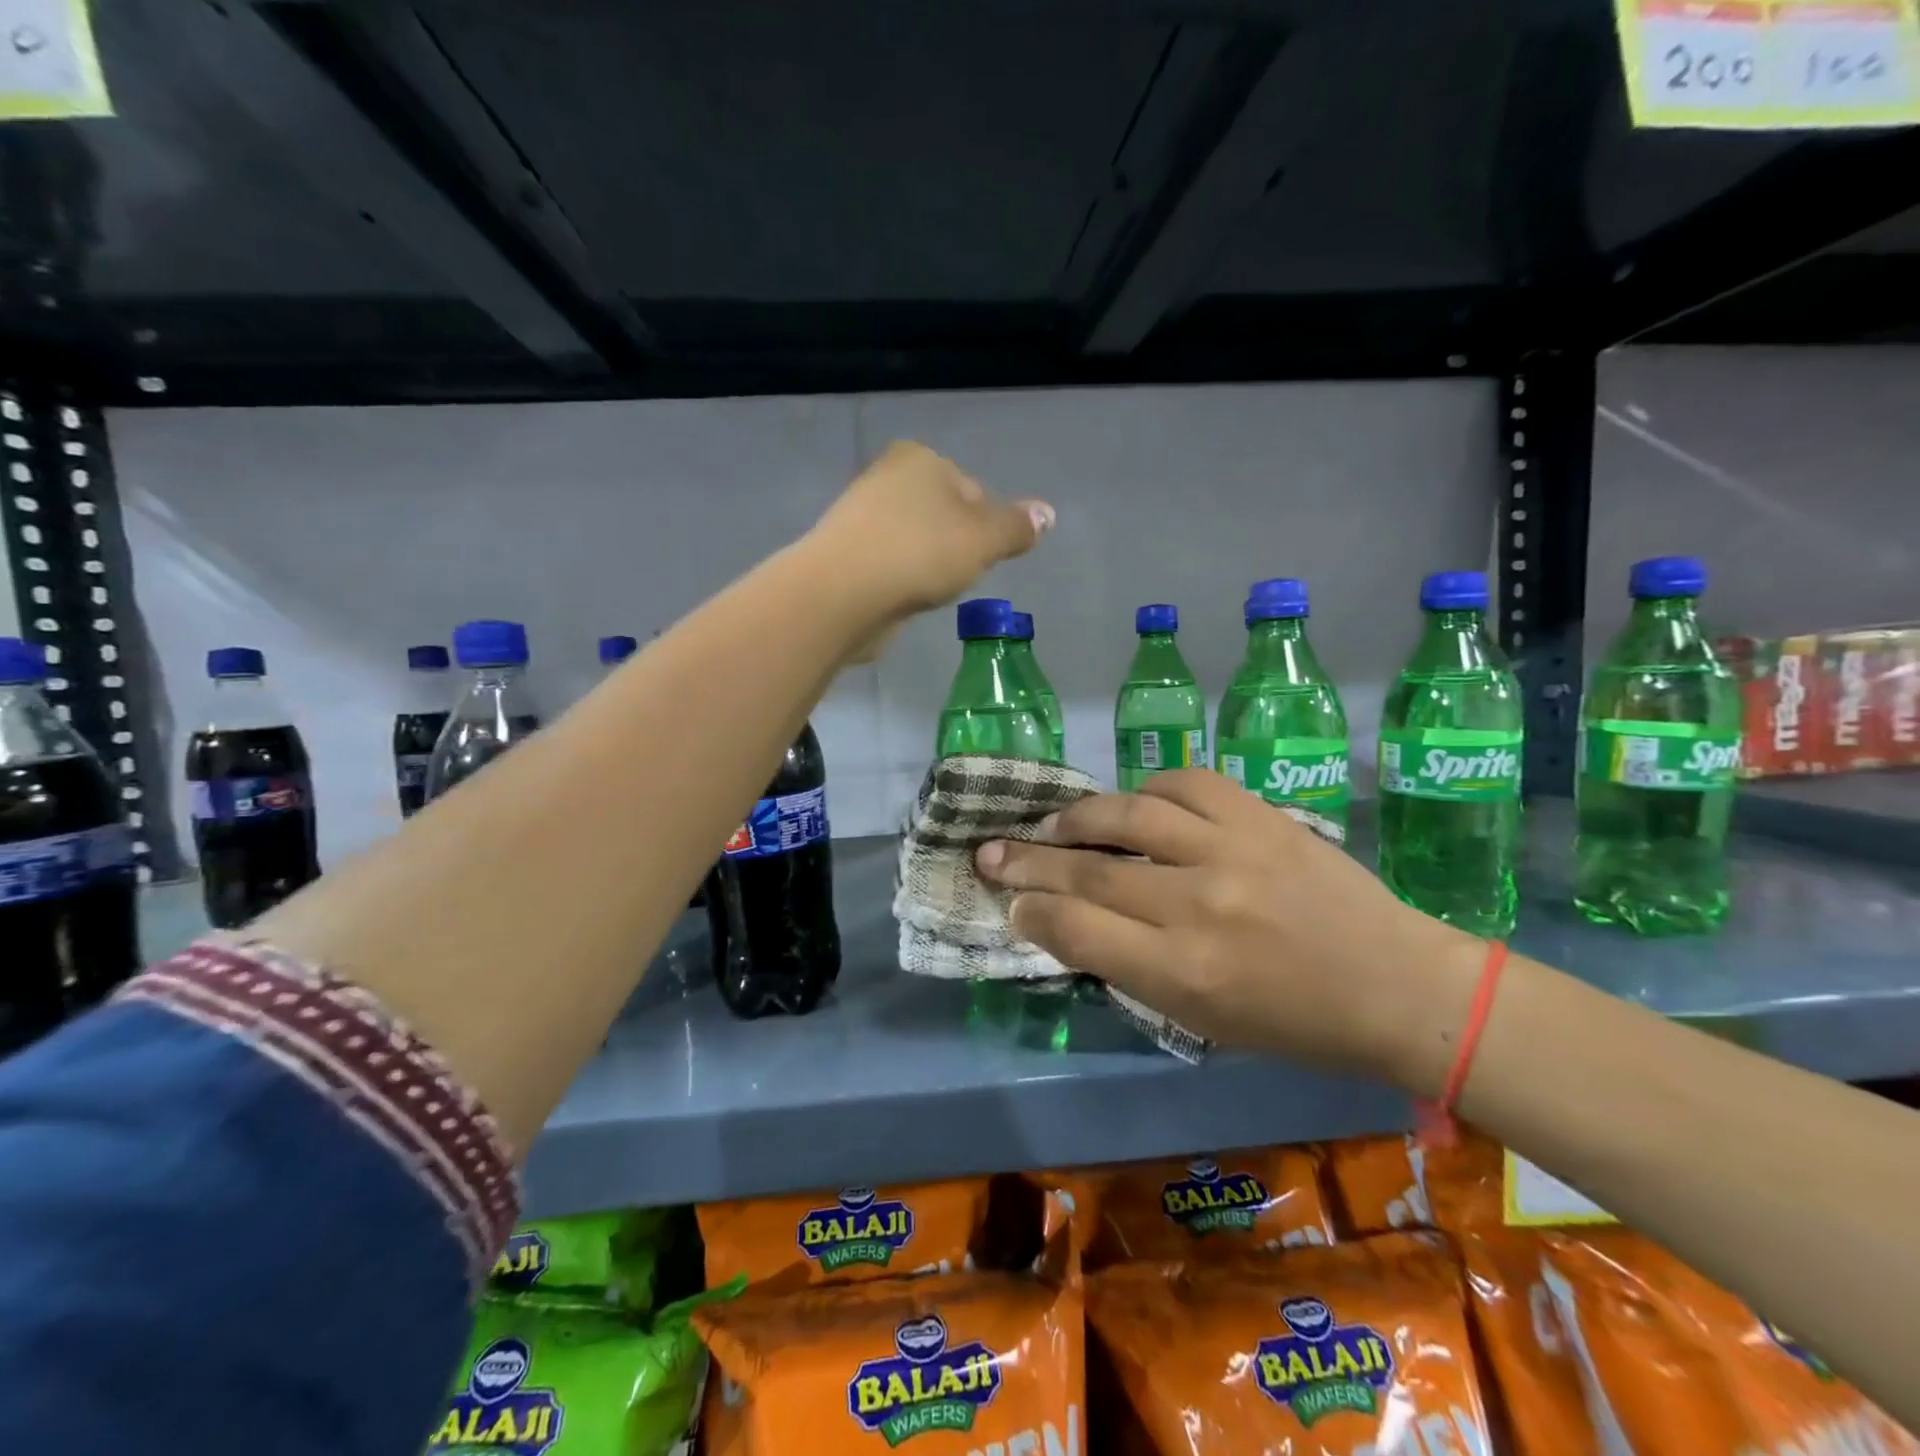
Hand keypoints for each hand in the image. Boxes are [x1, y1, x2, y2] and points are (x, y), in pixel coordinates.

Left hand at [805, 442, 1052, 645]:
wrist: (843, 593)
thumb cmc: (921, 553)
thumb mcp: (984, 539)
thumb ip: (1017, 527)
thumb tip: (1048, 513)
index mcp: (920, 458)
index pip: (972, 489)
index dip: (987, 526)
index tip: (983, 557)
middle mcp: (887, 477)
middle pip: (942, 514)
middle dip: (956, 545)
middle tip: (957, 576)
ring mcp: (860, 516)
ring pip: (915, 540)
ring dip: (928, 564)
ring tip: (929, 590)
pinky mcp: (844, 554)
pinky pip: (890, 564)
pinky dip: (902, 579)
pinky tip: (903, 598)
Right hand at [973, 769, 1482, 1090]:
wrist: (1397, 985)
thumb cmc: (1295, 1023)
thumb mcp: (1203, 1023)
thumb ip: (1131, 969)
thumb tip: (1067, 922)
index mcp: (1184, 974)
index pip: (1078, 931)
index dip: (1031, 912)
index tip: (1010, 901)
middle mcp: (1198, 906)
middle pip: (1089, 870)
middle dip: (1027, 861)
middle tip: (989, 850)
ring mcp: (1230, 851)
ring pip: (1127, 815)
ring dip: (1077, 817)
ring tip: (1052, 823)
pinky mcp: (1260, 815)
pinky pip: (1184, 782)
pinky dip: (1148, 789)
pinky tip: (1135, 802)